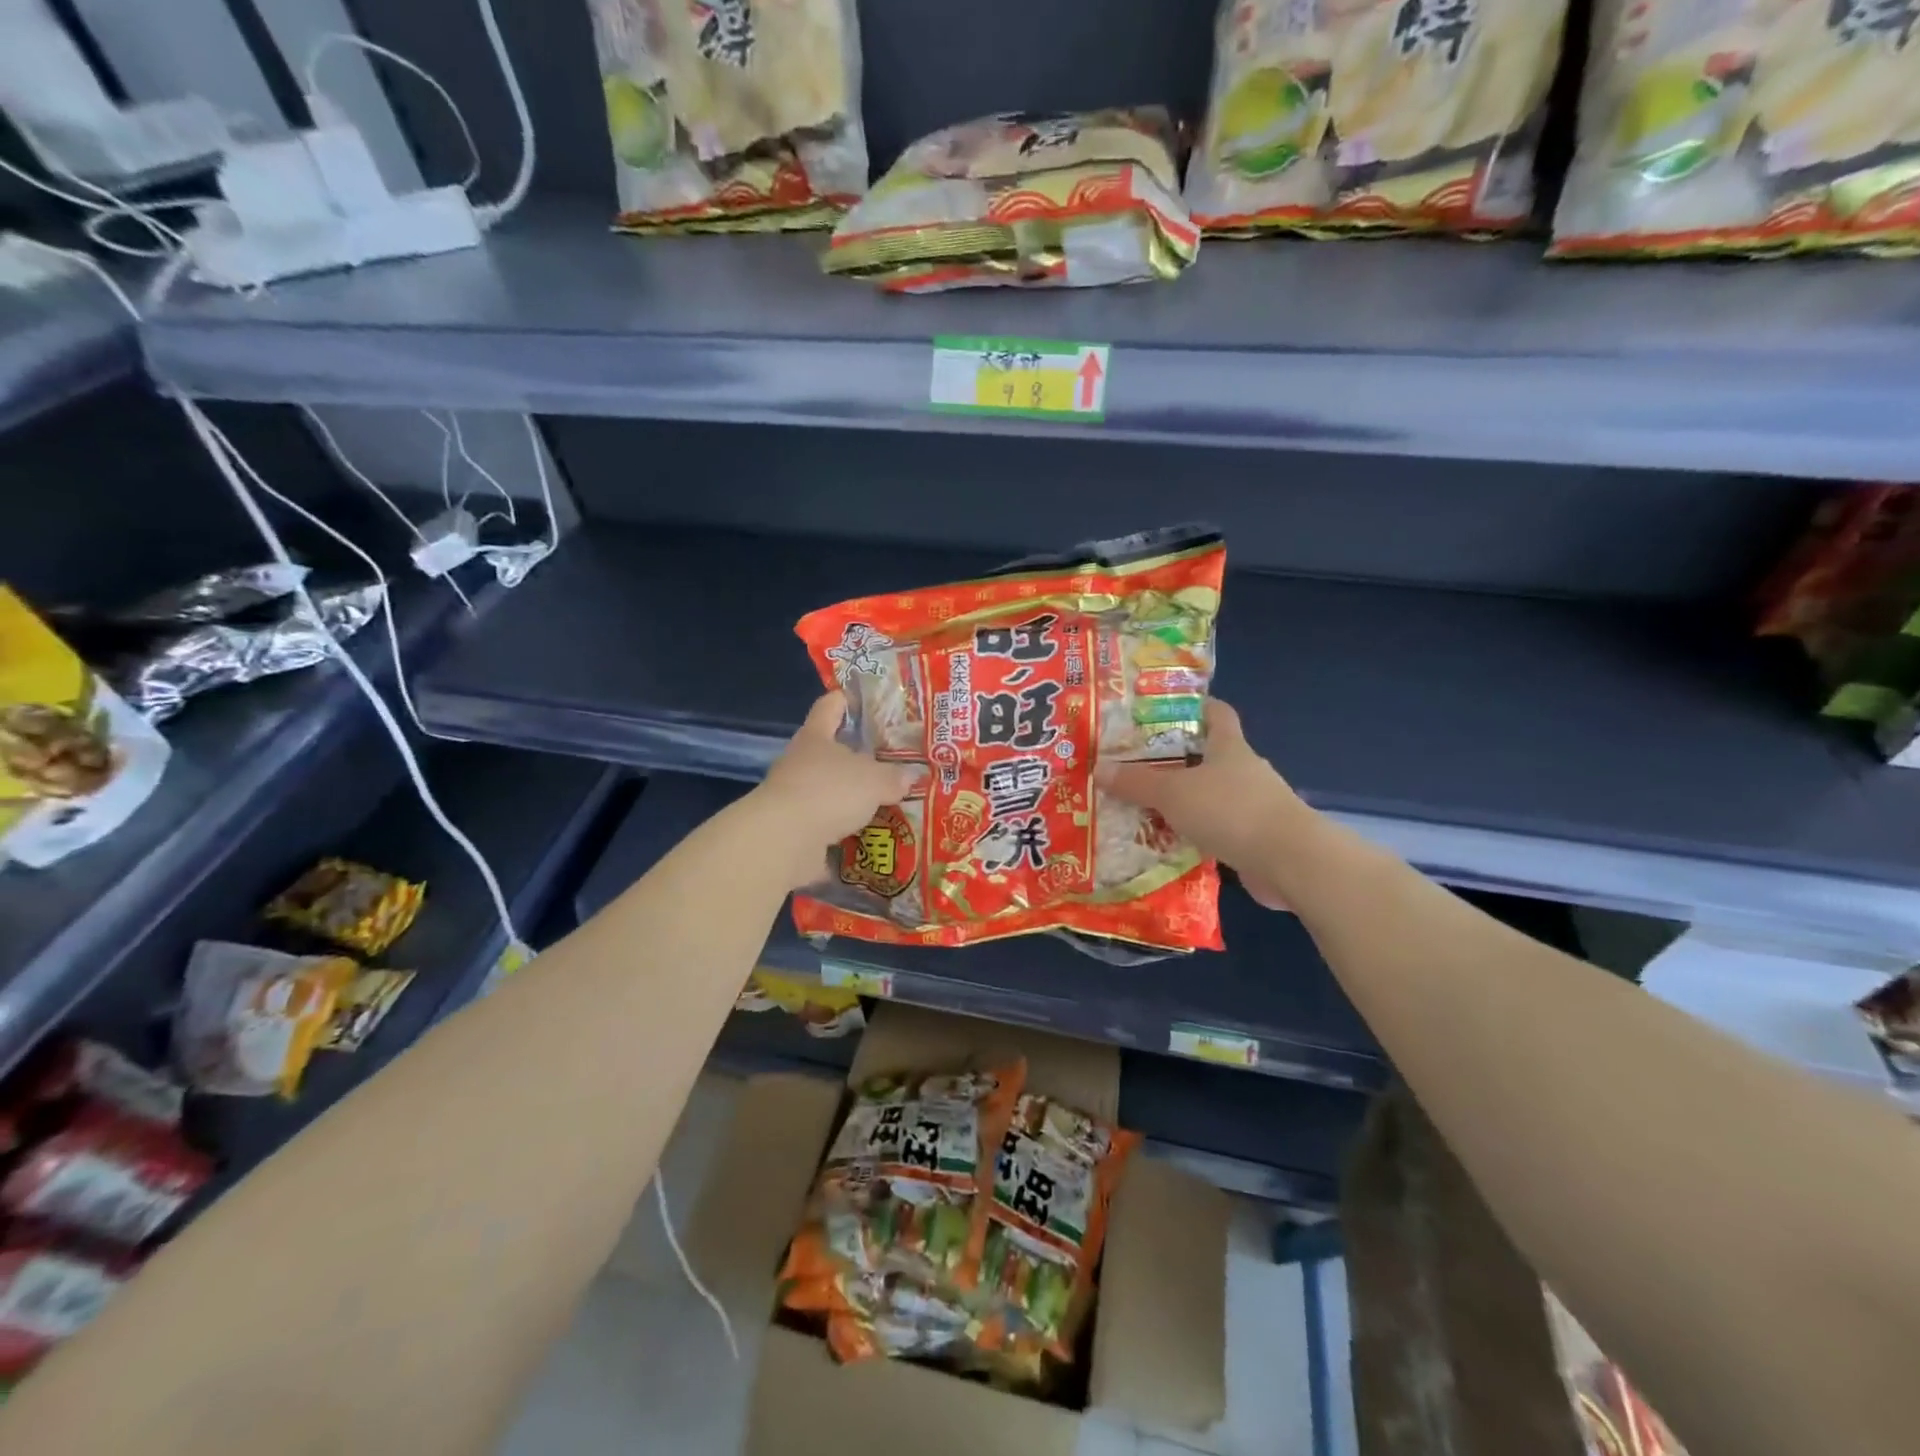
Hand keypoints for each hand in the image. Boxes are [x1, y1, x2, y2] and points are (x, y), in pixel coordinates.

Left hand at [753, 694, 918, 888]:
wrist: (784, 841)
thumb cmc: (829, 791)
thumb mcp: (874, 780)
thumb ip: (893, 777)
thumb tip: (910, 776)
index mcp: (815, 736)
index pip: (829, 707)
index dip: (845, 700)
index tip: (864, 701)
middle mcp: (799, 762)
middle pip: (828, 751)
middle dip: (855, 757)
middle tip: (888, 761)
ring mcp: (793, 796)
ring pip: (827, 789)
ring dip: (849, 797)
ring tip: (883, 801)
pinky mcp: (793, 830)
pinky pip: (825, 824)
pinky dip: (843, 829)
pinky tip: (868, 835)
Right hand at [1099, 699, 1300, 909]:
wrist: (1289, 861)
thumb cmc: (1230, 810)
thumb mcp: (1173, 793)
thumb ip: (1136, 783)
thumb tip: (1098, 768)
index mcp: (1229, 747)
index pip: (1217, 713)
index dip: (1196, 706)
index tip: (1166, 709)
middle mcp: (1244, 770)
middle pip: (1209, 756)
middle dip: (1176, 760)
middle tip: (1137, 766)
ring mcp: (1254, 805)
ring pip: (1212, 795)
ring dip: (1185, 801)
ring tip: (1145, 807)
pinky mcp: (1256, 838)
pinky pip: (1218, 828)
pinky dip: (1196, 832)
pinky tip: (1170, 842)